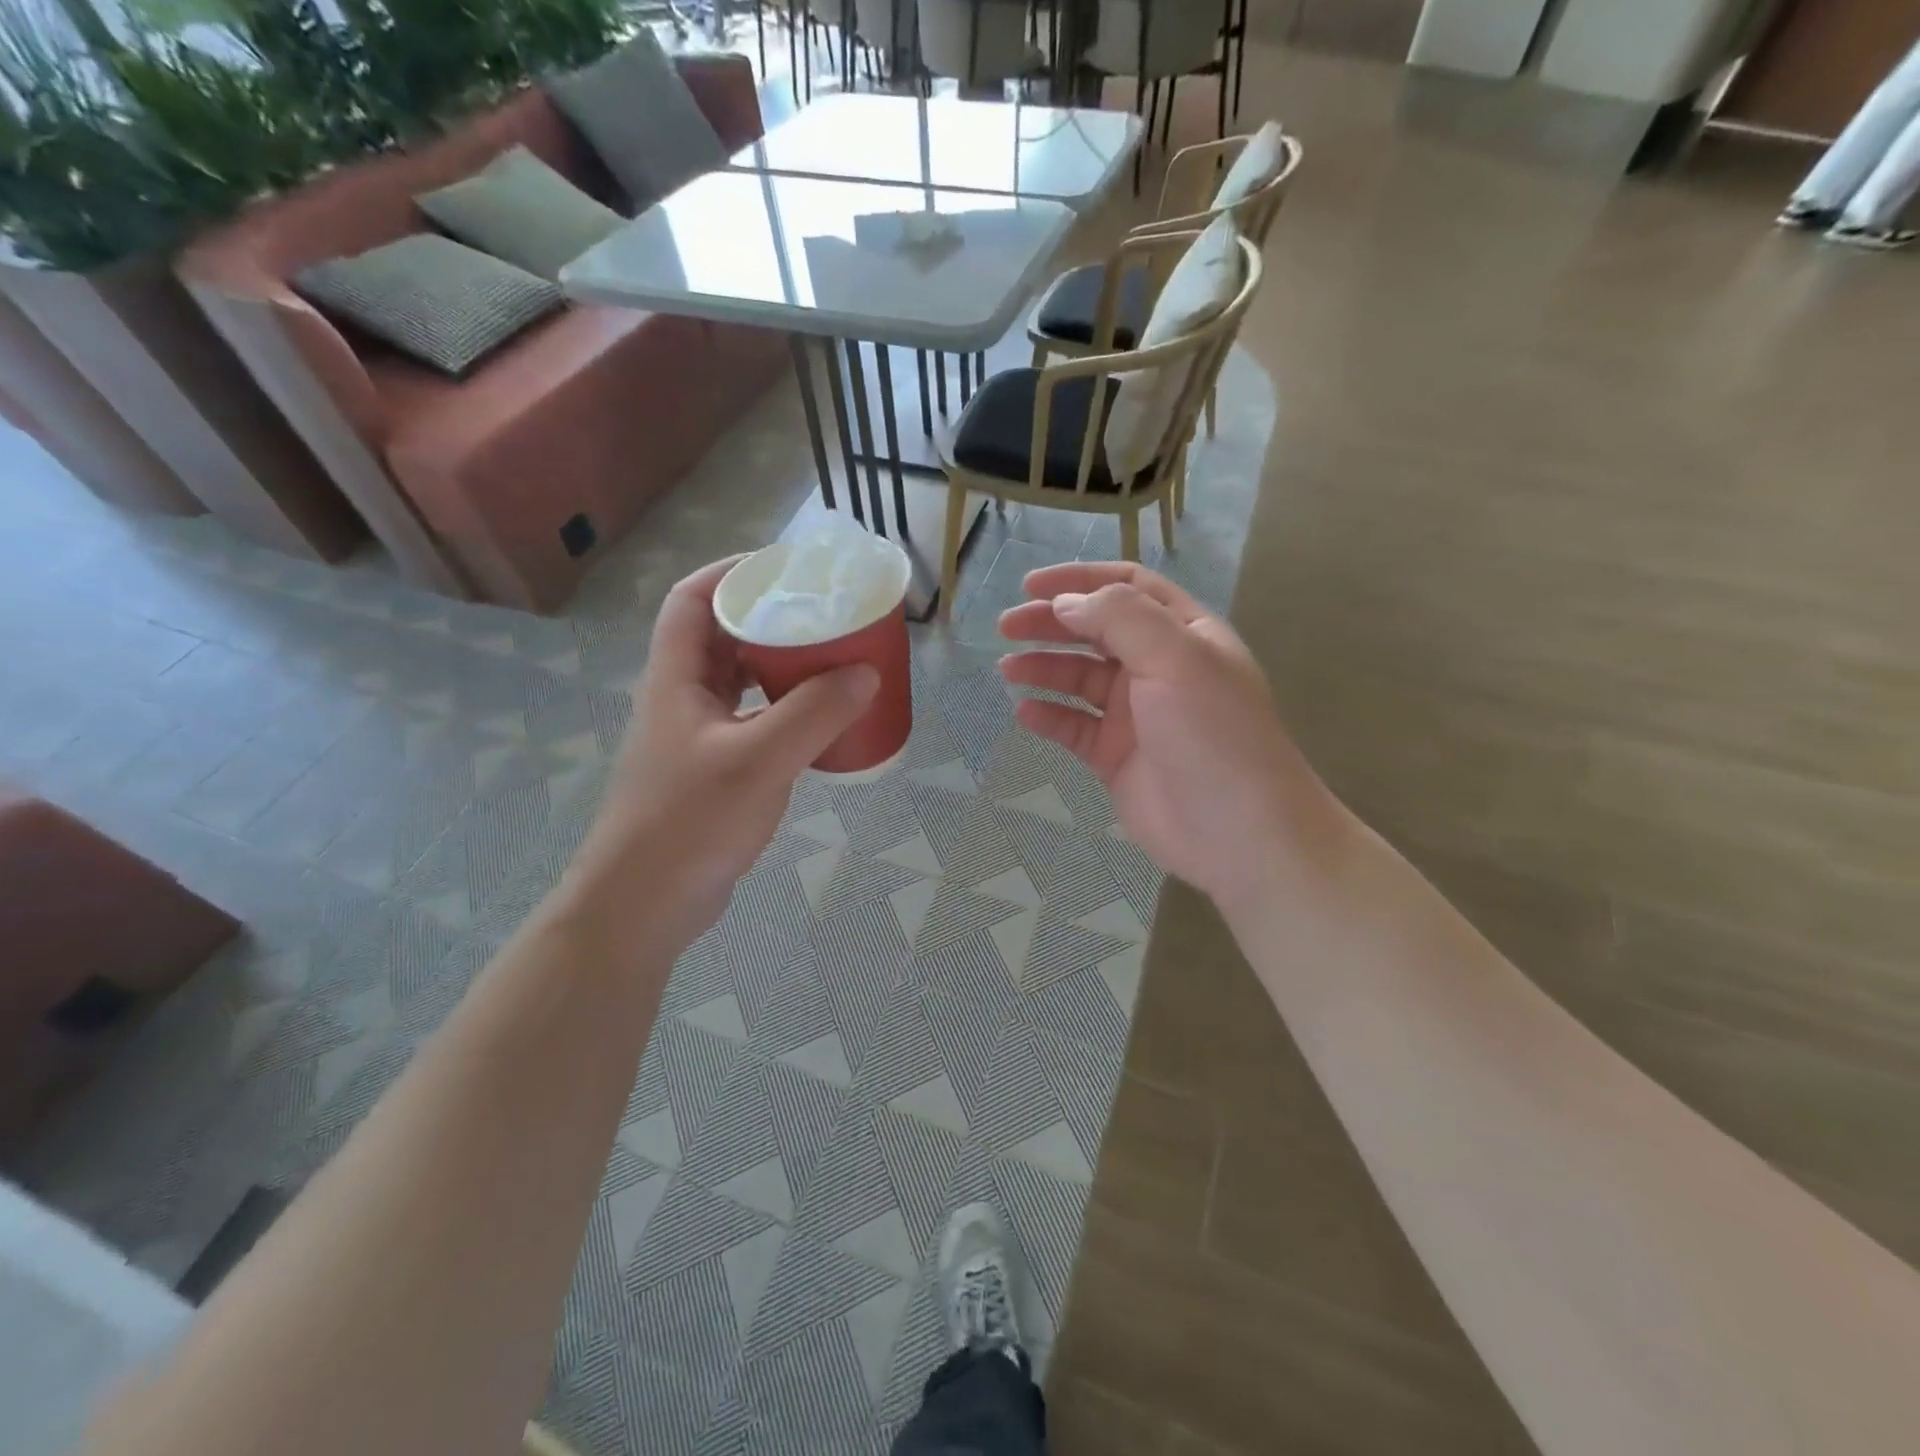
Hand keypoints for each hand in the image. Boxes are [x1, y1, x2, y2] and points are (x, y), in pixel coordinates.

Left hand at [567, 558, 876, 948]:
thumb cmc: (690, 822)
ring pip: (740, 683)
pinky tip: (820, 724)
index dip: (731, 573)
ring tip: (832, 662)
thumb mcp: (759, 760)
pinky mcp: (713, 773)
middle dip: (770, 620)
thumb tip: (865, 672)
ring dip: (781, 668)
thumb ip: (814, 713)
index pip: (692, 599)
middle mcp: (682, 699)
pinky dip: (785, 713)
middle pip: (722, 637)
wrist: (644, 906)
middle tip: (824, 616)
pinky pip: (753, 723)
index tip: (784, 568)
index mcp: (676, 678)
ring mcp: (696, 739)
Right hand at [998, 562, 1326, 911]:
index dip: (1080, 580)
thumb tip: (1065, 603)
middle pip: (1096, 631)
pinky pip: (1074, 727)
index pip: (1128, 588)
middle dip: (1051, 624)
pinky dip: (1049, 717)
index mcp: (1183, 634)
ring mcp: (1136, 715)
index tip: (1031, 585)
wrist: (1237, 832)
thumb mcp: (1174, 657)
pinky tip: (1025, 713)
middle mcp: (1159, 668)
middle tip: (1007, 626)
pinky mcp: (1116, 757)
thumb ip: (1120, 618)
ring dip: (1044, 669)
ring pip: (1080, 679)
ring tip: (1009, 671)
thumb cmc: (1212, 734)